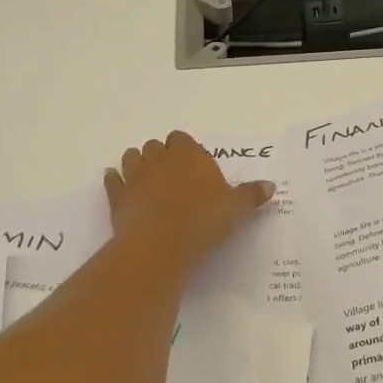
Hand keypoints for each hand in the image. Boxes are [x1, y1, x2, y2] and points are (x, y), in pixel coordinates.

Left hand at [103, 131, 273, 269]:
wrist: (160, 244)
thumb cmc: (203, 220)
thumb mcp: (236, 209)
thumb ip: (251, 195)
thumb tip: (270, 186)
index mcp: (189, 155)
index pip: (181, 138)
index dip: (185, 148)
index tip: (192, 162)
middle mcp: (160, 159)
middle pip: (155, 146)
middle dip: (161, 154)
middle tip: (171, 172)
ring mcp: (135, 177)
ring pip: (131, 157)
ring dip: (136, 163)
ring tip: (145, 175)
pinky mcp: (118, 198)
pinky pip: (112, 181)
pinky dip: (114, 181)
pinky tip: (117, 184)